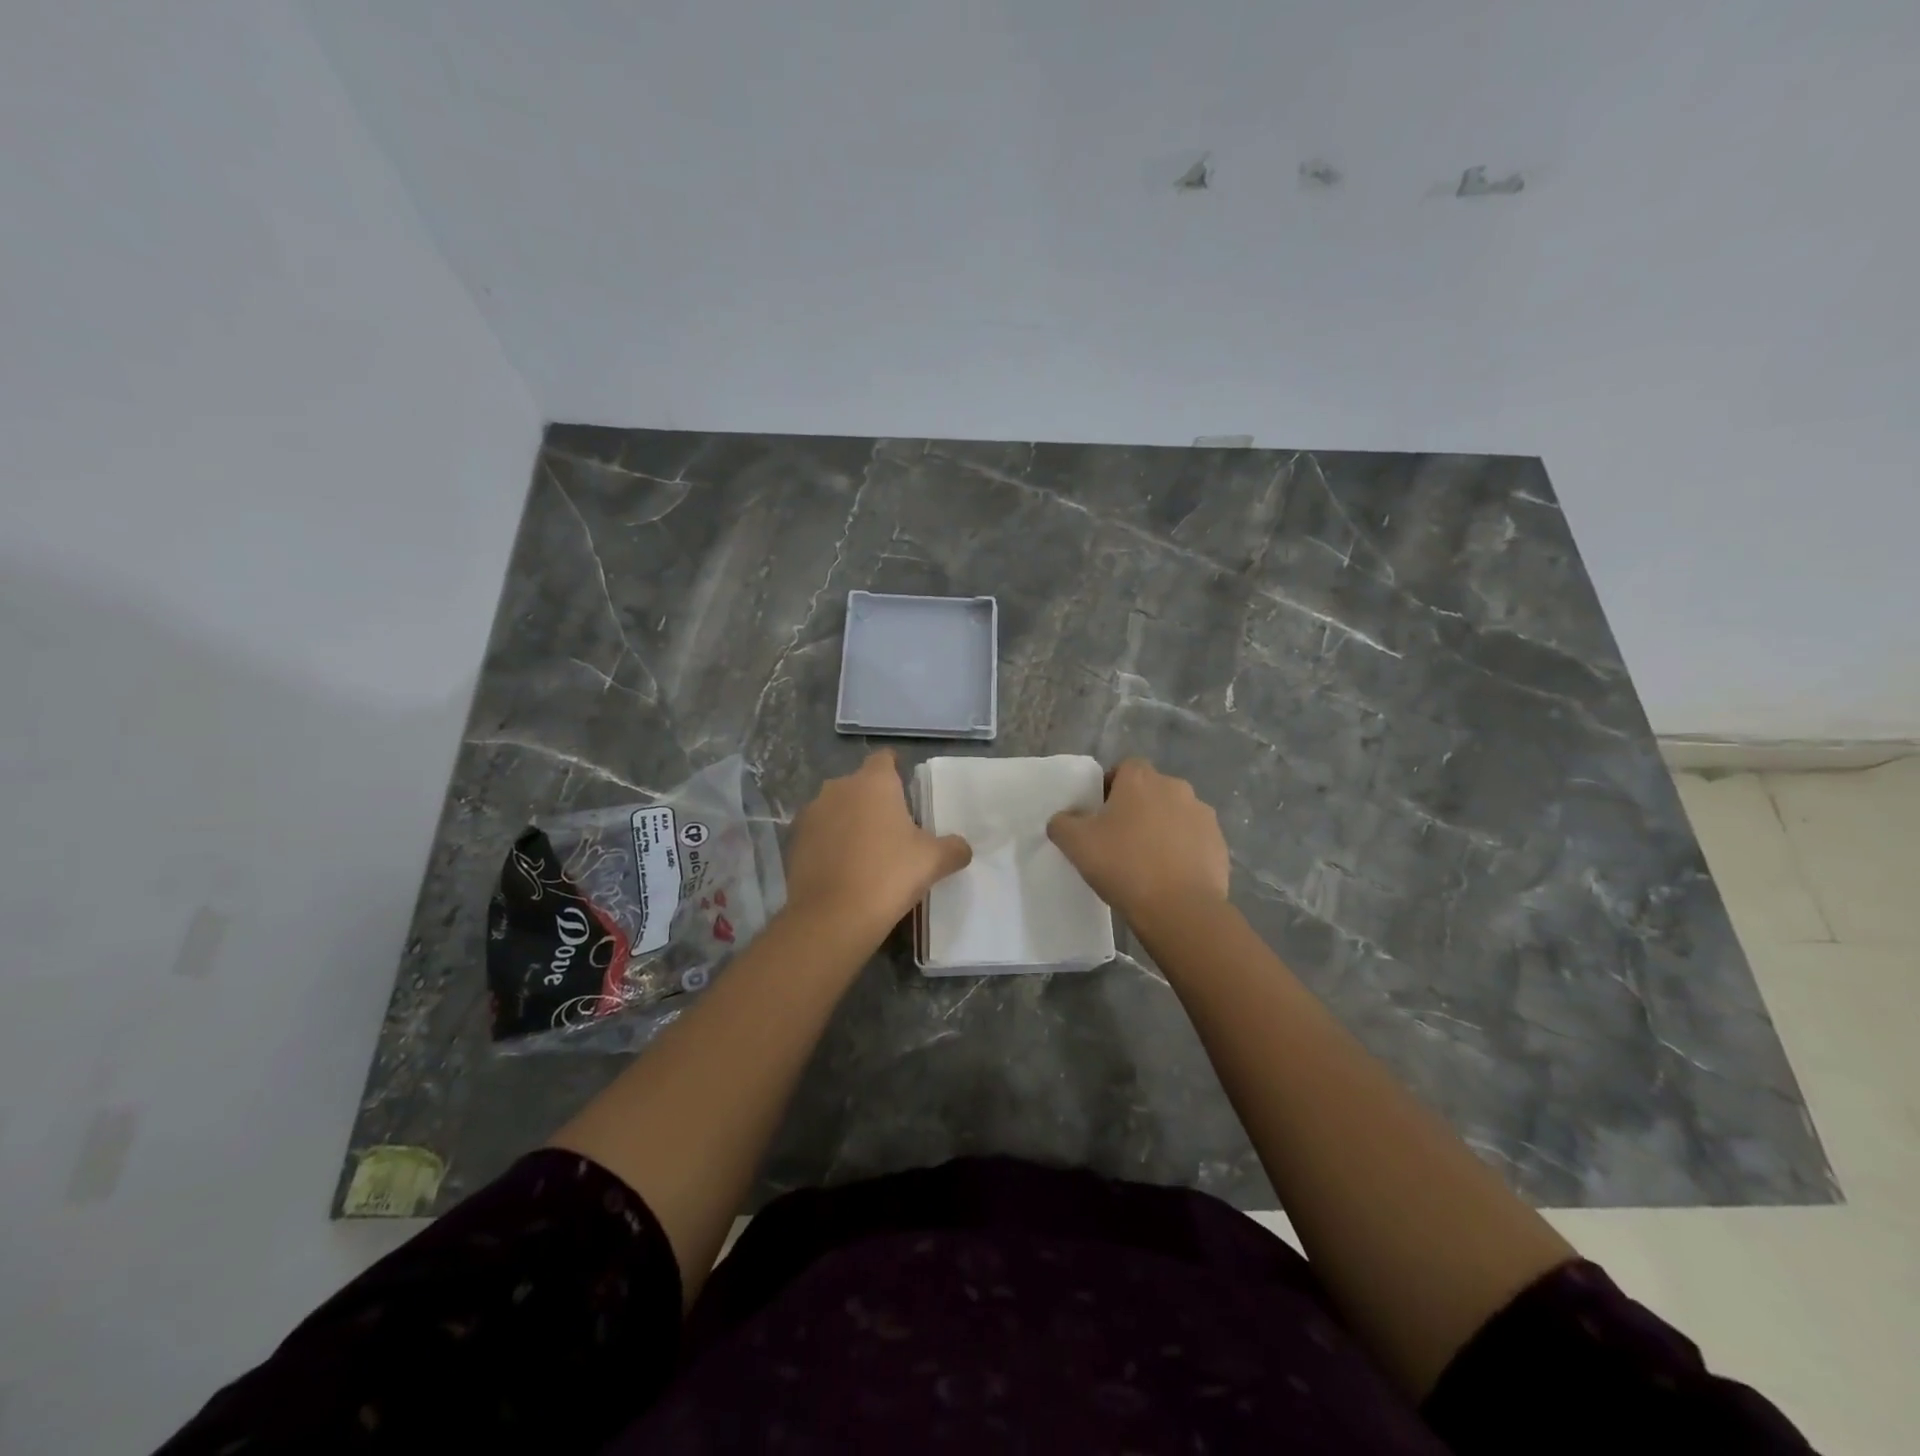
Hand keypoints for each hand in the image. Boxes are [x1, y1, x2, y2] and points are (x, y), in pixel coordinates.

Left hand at [782, 750, 972, 944]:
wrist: (833, 916)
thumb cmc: (889, 875)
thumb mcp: (933, 861)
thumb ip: (953, 848)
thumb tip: (962, 848)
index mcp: (874, 782)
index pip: (884, 759)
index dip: (895, 768)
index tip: (904, 786)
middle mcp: (839, 788)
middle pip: (859, 784)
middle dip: (873, 799)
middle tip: (892, 826)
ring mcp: (812, 813)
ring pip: (836, 807)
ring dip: (848, 820)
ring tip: (866, 849)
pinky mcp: (794, 840)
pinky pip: (819, 833)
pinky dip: (829, 843)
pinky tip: (842, 867)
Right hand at [1047, 758, 1229, 925]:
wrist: (1180, 909)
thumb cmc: (1124, 866)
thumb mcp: (1075, 844)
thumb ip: (1062, 823)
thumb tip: (1064, 819)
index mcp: (1141, 780)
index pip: (1125, 768)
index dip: (1111, 787)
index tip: (1100, 815)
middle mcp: (1176, 787)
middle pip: (1151, 791)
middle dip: (1137, 808)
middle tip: (1119, 840)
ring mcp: (1203, 815)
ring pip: (1175, 815)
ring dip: (1162, 829)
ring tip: (1147, 862)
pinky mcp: (1219, 844)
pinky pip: (1194, 840)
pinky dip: (1183, 851)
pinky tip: (1170, 877)